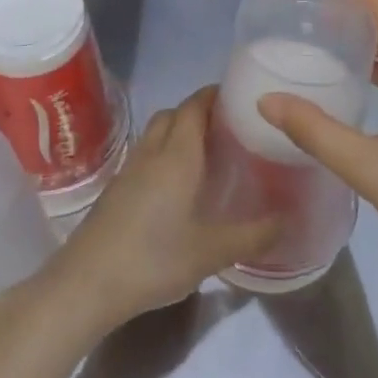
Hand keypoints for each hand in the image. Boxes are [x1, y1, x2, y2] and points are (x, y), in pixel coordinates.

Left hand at [49, 88, 279, 335]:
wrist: (88, 282)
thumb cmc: (154, 259)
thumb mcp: (213, 252)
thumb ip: (254, 235)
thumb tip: (290, 221)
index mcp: (177, 156)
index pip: (194, 106)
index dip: (214, 95)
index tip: (239, 97)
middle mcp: (152, 152)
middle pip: (173, 114)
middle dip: (199, 111)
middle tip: (229, 128)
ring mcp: (129, 169)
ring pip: (156, 133)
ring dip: (178, 131)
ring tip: (207, 154)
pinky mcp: (116, 189)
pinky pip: (145, 154)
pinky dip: (164, 153)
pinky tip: (177, 185)